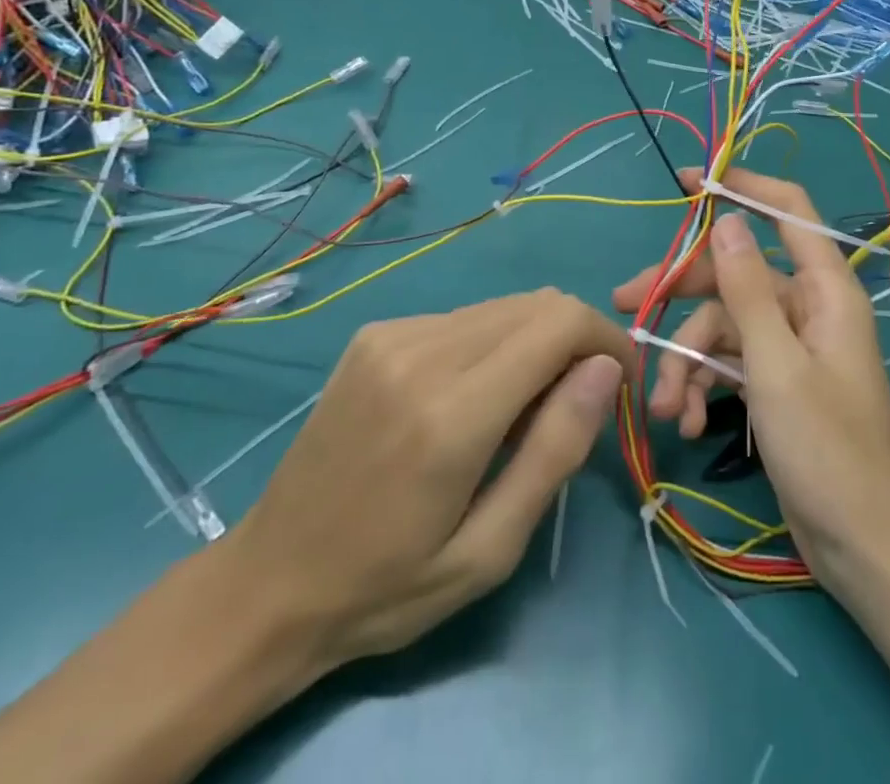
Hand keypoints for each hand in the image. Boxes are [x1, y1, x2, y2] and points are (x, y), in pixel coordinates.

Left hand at [225, 288, 631, 680]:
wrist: (268, 581)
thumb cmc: (388, 584)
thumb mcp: (489, 549)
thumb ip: (555, 451)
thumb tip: (605, 369)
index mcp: (451, 412)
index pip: (560, 323)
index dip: (607, 340)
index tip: (620, 385)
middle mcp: (422, 352)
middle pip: (538, 305)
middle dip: (576, 343)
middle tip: (572, 409)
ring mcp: (393, 334)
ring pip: (505, 306)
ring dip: (535, 344)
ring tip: (518, 412)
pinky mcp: (377, 333)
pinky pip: (465, 318)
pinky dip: (493, 344)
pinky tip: (471, 398)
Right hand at [612, 168, 889, 591]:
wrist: (861, 549)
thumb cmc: (828, 451)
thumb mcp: (776, 367)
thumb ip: (748, 292)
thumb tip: (729, 221)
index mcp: (824, 290)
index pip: (787, 210)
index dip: (742, 186)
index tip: (689, 181)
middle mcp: (808, 308)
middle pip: (735, 276)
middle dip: (682, 295)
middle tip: (625, 304)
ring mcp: (790, 346)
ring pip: (724, 327)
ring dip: (687, 362)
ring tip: (664, 406)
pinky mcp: (775, 381)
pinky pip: (730, 364)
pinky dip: (705, 386)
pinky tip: (688, 422)